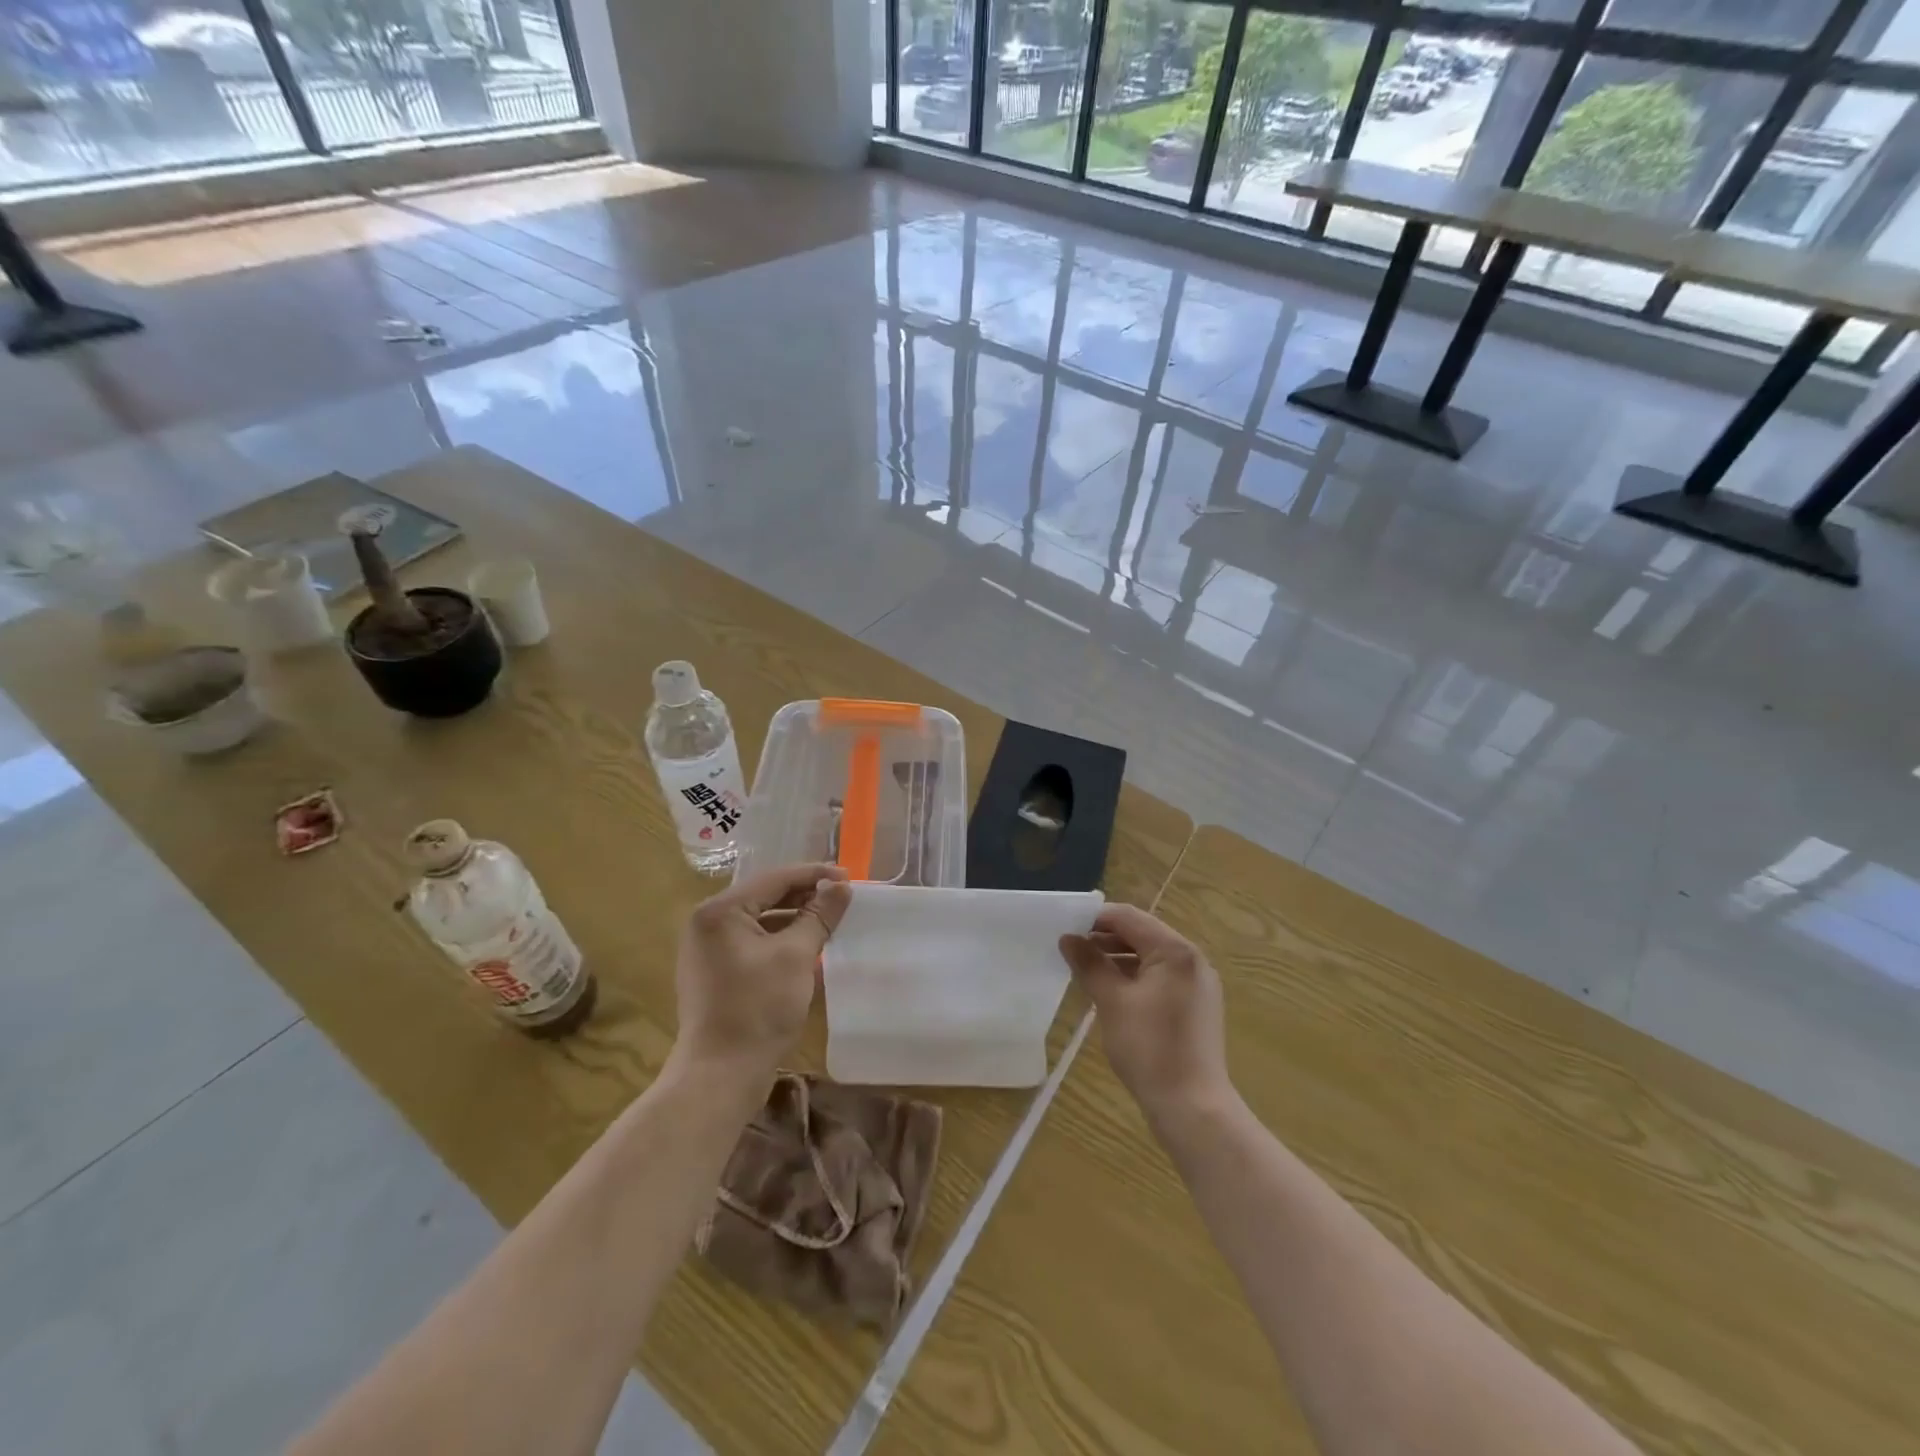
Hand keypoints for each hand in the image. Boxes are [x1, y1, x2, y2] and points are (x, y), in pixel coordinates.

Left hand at [673, 863, 851, 1075]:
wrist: (720, 1076)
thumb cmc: (758, 1009)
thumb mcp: (796, 956)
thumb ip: (819, 916)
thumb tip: (841, 886)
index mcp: (719, 911)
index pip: (774, 879)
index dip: (814, 875)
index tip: (849, 877)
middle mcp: (708, 923)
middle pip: (766, 896)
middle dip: (806, 895)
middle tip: (843, 897)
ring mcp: (709, 950)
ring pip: (761, 921)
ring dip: (796, 918)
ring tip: (831, 919)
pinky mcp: (716, 973)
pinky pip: (754, 943)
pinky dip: (782, 940)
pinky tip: (809, 946)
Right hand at [1059, 904, 1230, 1118]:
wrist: (1193, 1108)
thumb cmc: (1150, 1048)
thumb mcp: (1112, 1001)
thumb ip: (1089, 964)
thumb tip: (1068, 938)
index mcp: (1175, 951)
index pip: (1129, 917)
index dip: (1095, 918)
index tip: (1065, 927)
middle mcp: (1192, 960)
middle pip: (1142, 934)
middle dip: (1105, 939)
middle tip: (1071, 950)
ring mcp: (1197, 984)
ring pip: (1150, 958)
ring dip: (1118, 959)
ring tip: (1085, 971)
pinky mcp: (1196, 1007)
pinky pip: (1160, 979)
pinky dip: (1134, 978)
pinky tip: (1111, 994)